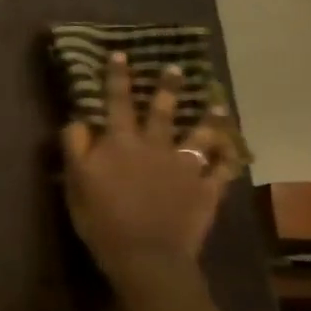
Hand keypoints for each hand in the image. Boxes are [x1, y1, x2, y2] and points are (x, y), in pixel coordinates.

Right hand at [61, 53, 242, 287]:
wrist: (146, 256)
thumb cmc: (101, 219)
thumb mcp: (75, 181)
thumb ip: (75, 147)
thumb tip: (78, 120)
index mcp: (120, 143)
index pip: (117, 102)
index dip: (117, 78)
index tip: (120, 55)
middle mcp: (155, 146)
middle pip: (162, 111)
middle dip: (167, 88)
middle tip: (177, 68)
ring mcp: (185, 167)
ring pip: (199, 134)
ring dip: (209, 118)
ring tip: (218, 105)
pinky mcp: (206, 189)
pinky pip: (222, 169)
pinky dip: (229, 157)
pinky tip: (235, 150)